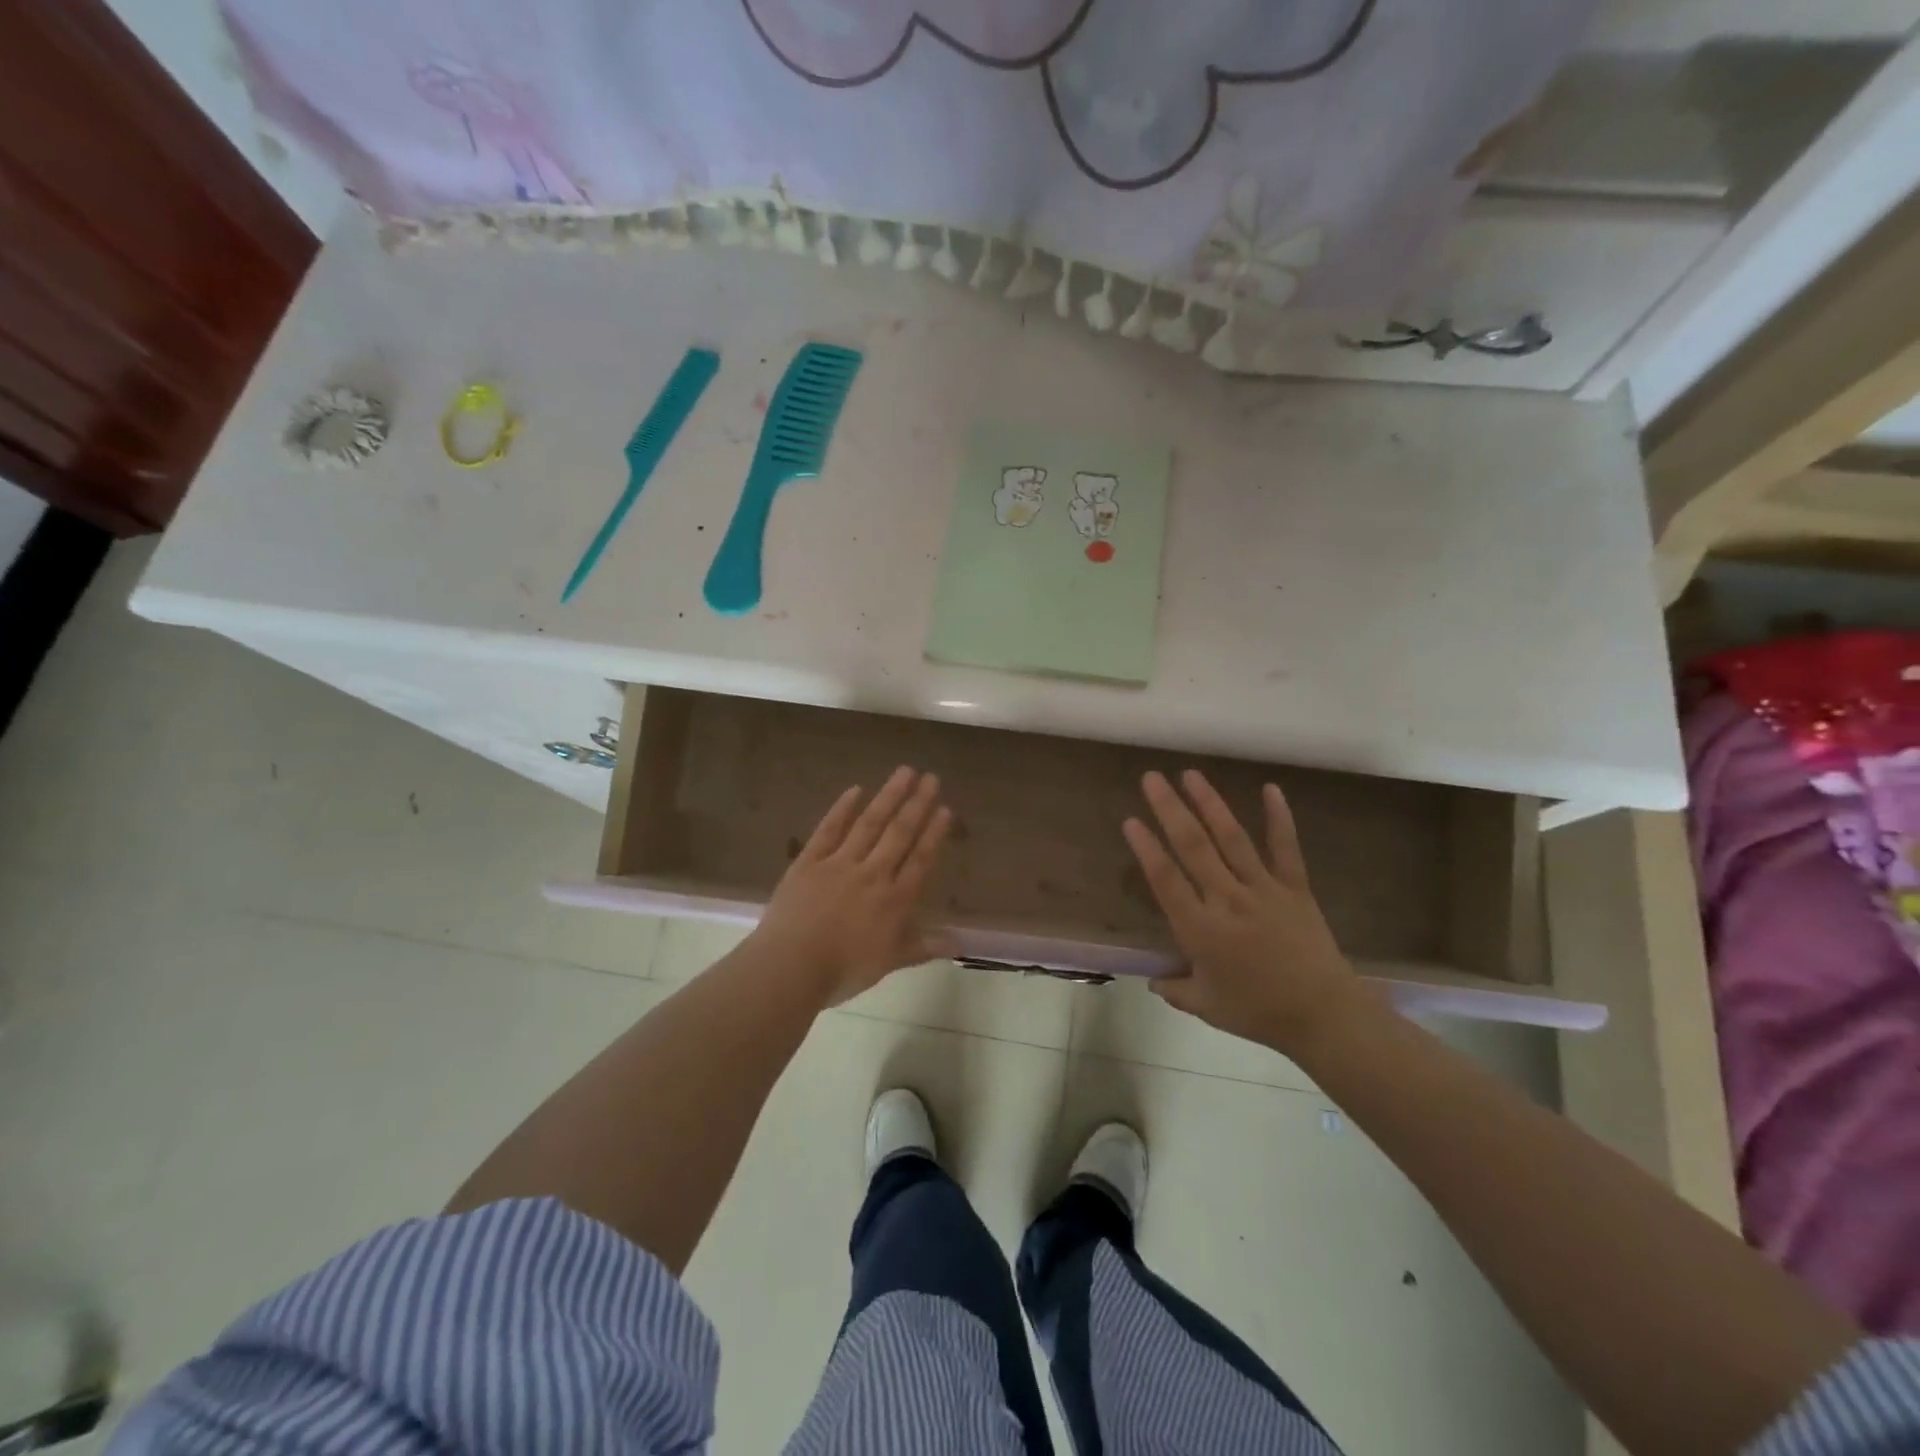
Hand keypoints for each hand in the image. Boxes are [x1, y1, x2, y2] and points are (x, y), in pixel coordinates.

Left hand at [753, 766, 953, 1005]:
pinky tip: (855, 789)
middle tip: (931, 777)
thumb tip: (961, 942)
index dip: (934, 833)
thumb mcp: (891, 962)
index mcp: (894, 899)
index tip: (945, 808)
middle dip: (916, 804)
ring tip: (904, 771)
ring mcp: (839, 863)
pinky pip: (829, 829)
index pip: (919, 859)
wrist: (790, 967)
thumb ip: (925, 947)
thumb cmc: (843, 970)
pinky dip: (842, 809)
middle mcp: (872, 874)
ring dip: (888, 796)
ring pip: (869, 824)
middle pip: (899, 834)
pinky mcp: (809, 861)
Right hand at [1123, 770, 1368, 1054]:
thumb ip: (1175, 988)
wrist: (1324, 1016)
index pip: (1166, 879)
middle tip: (1152, 778)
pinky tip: (1271, 788)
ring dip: (1210, 803)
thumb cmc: (1259, 1012)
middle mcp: (1228, 899)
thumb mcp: (1207, 1006)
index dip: (1146, 848)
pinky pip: (1286, 848)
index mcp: (1201, 929)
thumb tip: (1152, 980)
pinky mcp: (1294, 888)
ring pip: (1232, 838)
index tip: (1131, 820)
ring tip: (1191, 774)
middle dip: (1170, 809)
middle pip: (1194, 846)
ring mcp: (1263, 889)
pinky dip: (1280, 817)